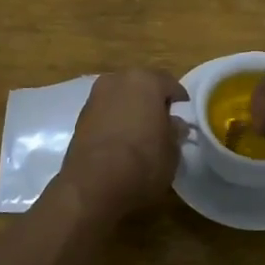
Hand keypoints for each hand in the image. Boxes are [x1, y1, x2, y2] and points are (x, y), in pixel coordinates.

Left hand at [59, 69, 188, 215]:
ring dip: (130, 111)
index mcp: (146, 80)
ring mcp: (95, 97)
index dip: (180, 102)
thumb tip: (174, 124)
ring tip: (139, 136)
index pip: (170, 84)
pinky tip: (120, 144)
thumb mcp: (172, 150)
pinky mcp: (79, 117)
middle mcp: (118, 80)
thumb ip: (175, 131)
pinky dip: (113, 122)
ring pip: (121, 98)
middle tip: (162, 125)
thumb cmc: (143, 162)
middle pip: (141, 87)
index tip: (184, 119)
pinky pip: (105, 114)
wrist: (93, 184)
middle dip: (152, 102)